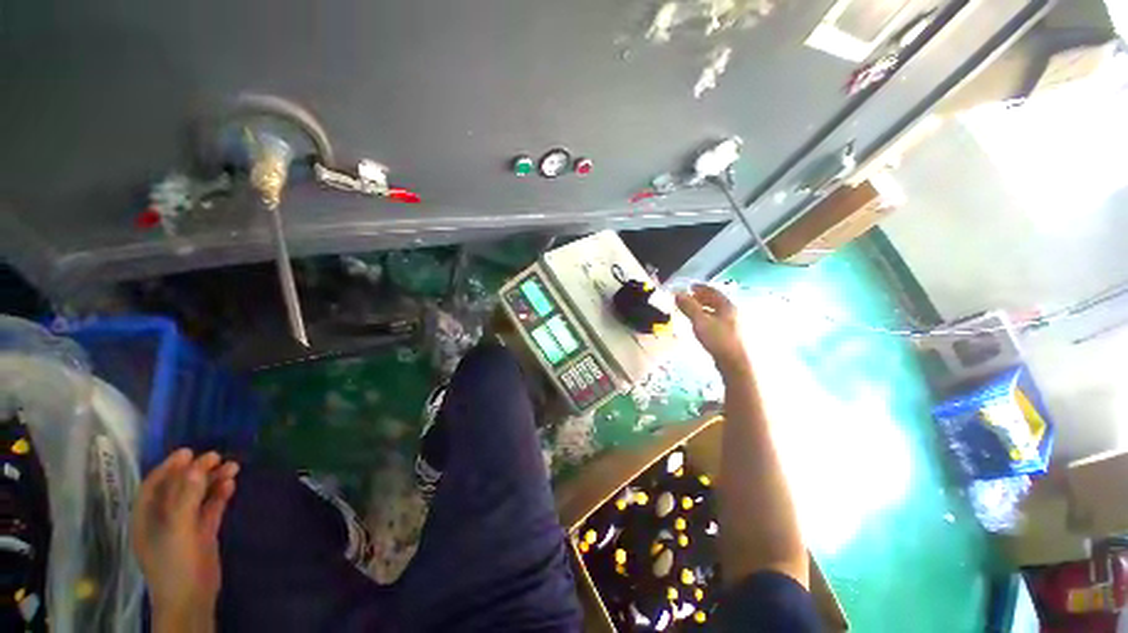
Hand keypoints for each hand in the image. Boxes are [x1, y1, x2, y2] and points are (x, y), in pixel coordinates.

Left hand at [131, 449, 238, 631]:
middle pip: (179, 488)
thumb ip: (185, 498)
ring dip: (213, 481)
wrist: (192, 598)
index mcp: (147, 517)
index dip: (169, 467)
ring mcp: (184, 526)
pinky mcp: (203, 533)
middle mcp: (163, 518)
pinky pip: (210, 508)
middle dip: (196, 472)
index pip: (155, 485)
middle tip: (217, 456)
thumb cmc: (175, 563)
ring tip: (233, 467)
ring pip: (198, 496)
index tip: (189, 452)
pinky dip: (219, 495)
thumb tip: (196, 466)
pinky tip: (231, 485)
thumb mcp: (178, 529)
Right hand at [675, 284, 750, 374]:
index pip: (713, 292)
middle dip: (702, 298)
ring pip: (717, 312)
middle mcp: (733, 313)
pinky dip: (707, 318)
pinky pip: (717, 321)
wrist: (736, 363)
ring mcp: (734, 325)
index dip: (701, 288)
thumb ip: (689, 307)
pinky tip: (701, 325)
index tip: (690, 287)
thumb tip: (678, 294)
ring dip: (704, 309)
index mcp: (728, 306)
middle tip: (689, 298)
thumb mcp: (700, 321)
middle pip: (716, 301)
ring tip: (691, 311)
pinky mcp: (732, 336)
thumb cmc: (719, 339)